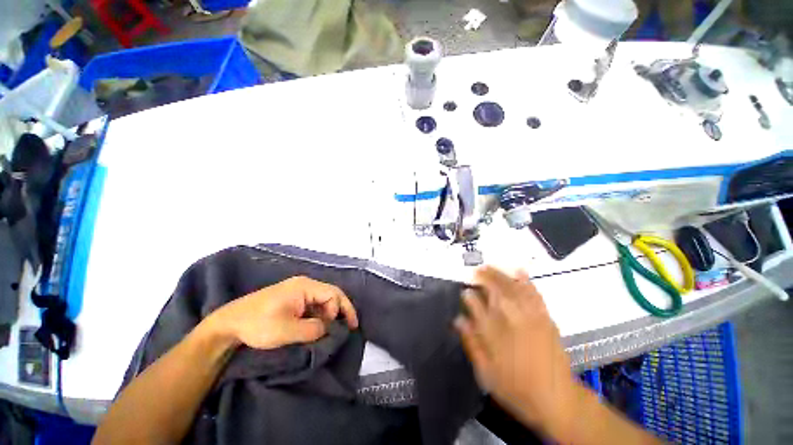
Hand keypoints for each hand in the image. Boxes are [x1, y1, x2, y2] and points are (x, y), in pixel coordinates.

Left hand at [207, 276, 358, 349]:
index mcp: (305, 286)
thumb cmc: (258, 325)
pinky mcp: (291, 299)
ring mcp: (297, 291)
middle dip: (339, 311)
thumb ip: (313, 329)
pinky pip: (312, 305)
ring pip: (322, 300)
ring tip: (330, 331)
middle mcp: (304, 285)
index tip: (340, 329)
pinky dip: (318, 316)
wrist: (229, 324)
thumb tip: (328, 329)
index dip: (341, 310)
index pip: (333, 293)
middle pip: (330, 295)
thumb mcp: (287, 331)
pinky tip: (317, 327)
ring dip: (328, 315)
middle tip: (345, 329)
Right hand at [454, 267, 577, 436]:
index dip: (469, 295)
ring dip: (499, 275)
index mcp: (493, 332)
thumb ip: (471, 343)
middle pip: (494, 290)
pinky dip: (526, 281)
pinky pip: (534, 294)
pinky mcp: (544, 317)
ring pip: (512, 287)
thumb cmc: (516, 388)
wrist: (556, 400)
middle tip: (476, 270)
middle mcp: (510, 319)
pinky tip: (519, 271)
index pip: (475, 305)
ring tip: (490, 266)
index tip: (465, 291)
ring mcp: (529, 316)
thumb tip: (459, 320)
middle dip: (483, 277)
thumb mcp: (486, 372)